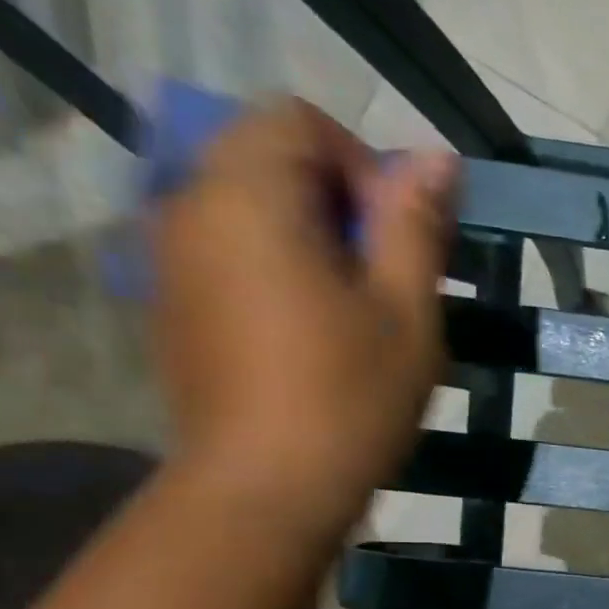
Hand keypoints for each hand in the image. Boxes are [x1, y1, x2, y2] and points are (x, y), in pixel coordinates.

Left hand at [151, 98, 455, 539]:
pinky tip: (313, 334)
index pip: (298, 120)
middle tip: (387, 279)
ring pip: (248, 206)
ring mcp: (170, 256)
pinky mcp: (172, 302)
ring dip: (311, 236)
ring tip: (356, 311)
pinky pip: (228, 250)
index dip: (364, 164)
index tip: (398, 240)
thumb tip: (438, 158)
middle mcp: (189, 204)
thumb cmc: (349, 398)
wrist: (265, 488)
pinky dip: (277, 266)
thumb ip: (415, 225)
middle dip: (339, 201)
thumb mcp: (405, 312)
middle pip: (267, 156)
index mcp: (248, 195)